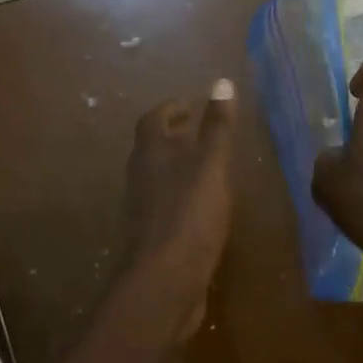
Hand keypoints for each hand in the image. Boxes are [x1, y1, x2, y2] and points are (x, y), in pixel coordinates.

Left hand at [119, 79, 236, 339]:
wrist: (165, 281)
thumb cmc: (189, 214)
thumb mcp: (211, 165)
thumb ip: (217, 127)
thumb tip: (222, 82)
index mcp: (150, 154)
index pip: (154, 119)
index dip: (172, 109)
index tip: (192, 106)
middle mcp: (141, 177)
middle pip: (152, 147)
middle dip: (175, 136)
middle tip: (201, 132)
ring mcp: (144, 209)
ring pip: (158, 177)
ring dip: (178, 166)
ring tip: (207, 166)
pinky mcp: (154, 236)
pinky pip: (166, 204)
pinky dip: (183, 195)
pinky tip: (205, 206)